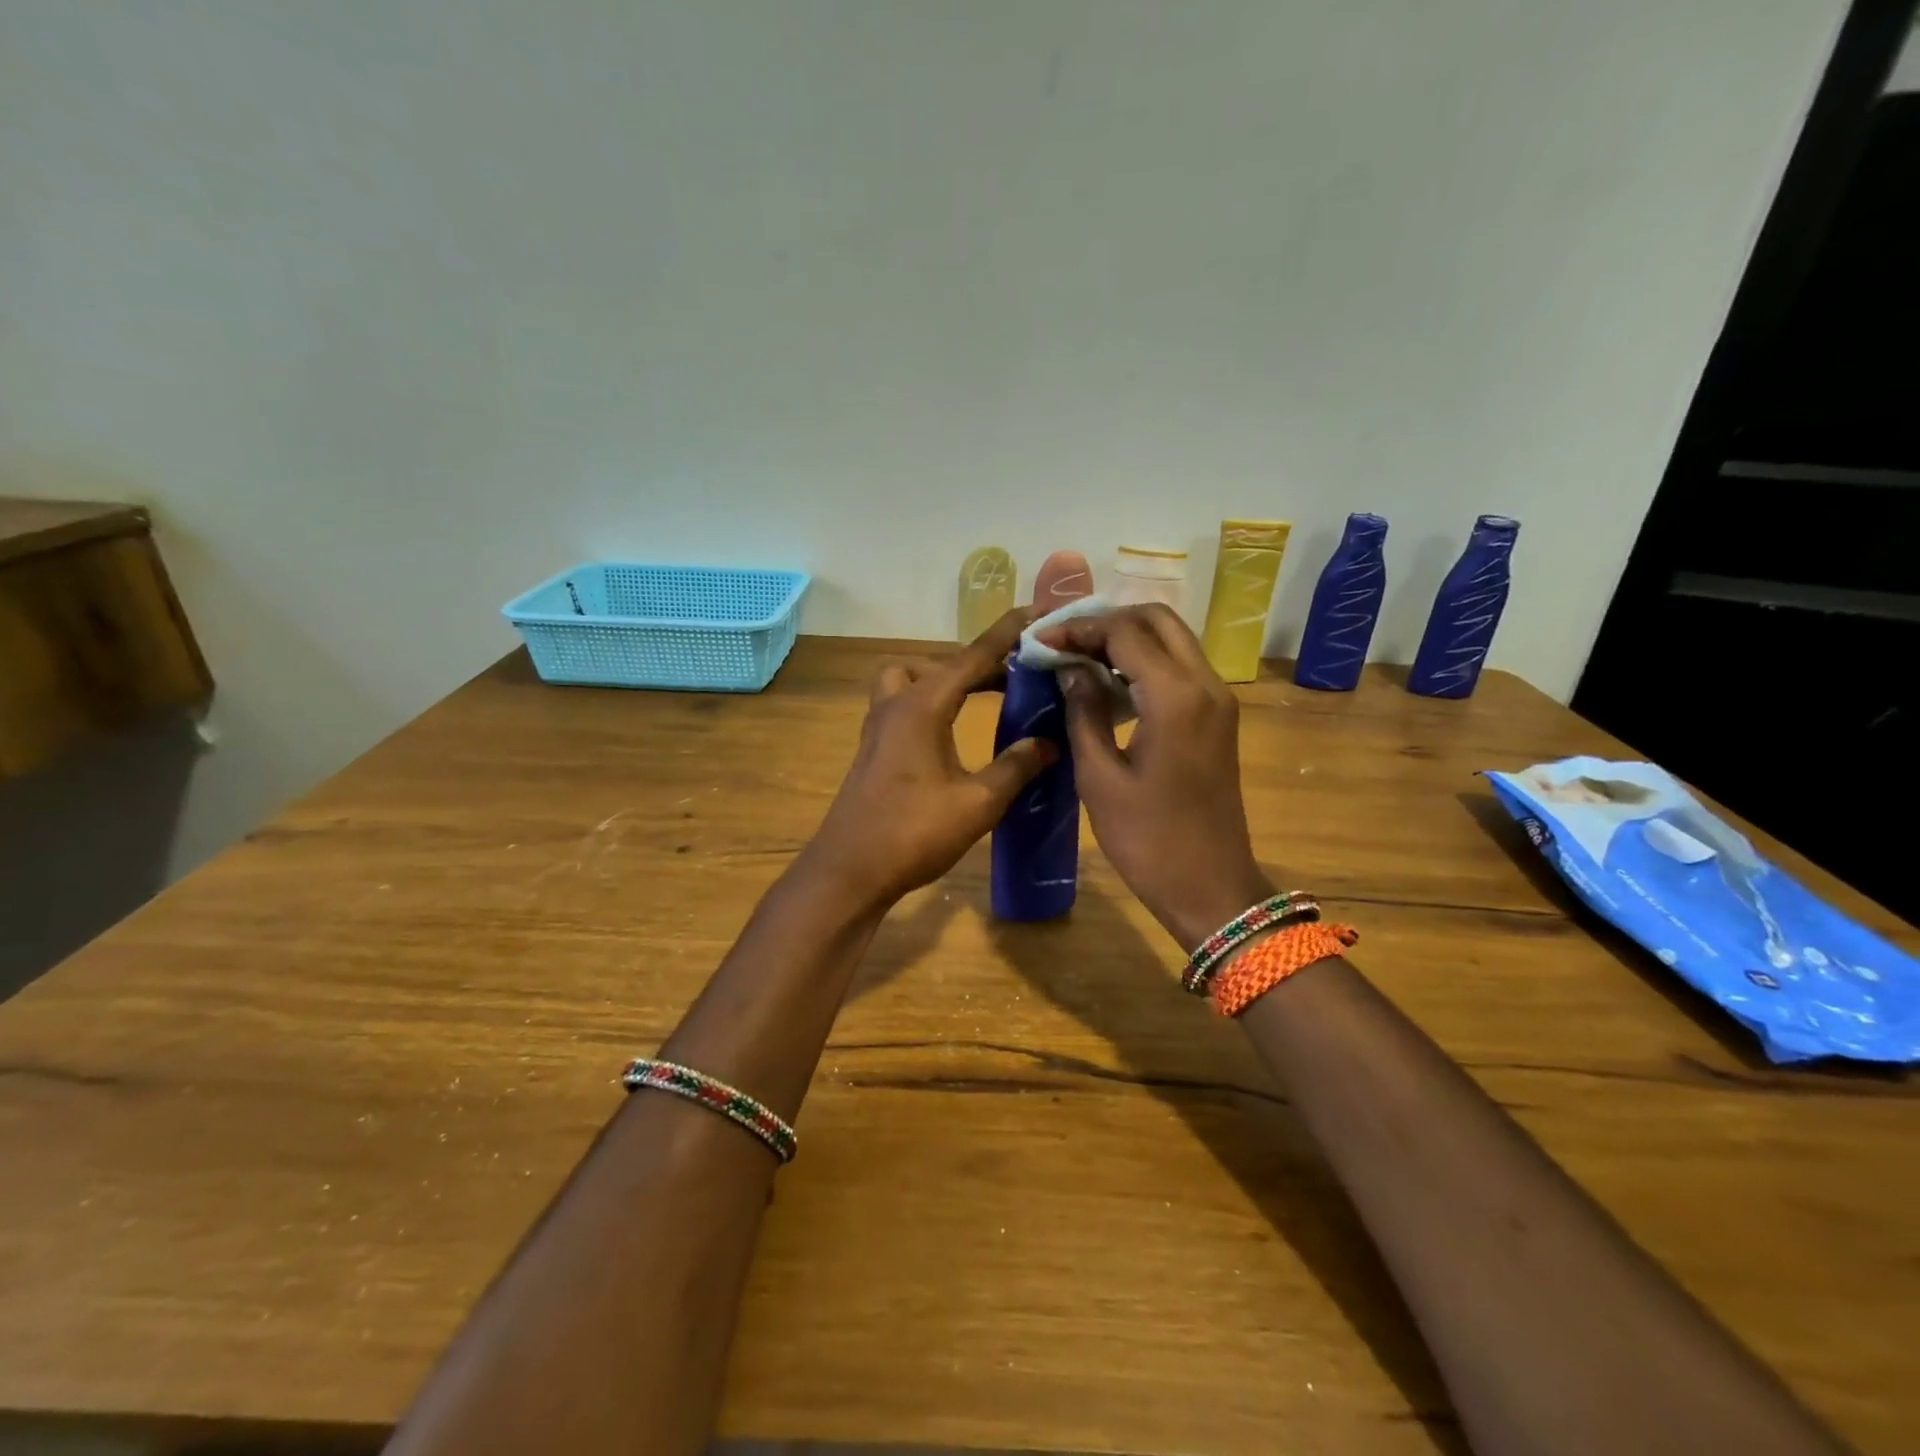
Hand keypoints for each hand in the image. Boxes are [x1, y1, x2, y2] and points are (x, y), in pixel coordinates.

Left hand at [799, 610, 1056, 912]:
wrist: (849, 871)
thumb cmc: (913, 833)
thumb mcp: (978, 803)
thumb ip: (1016, 767)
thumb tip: (1049, 743)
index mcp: (923, 706)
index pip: (972, 657)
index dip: (1007, 635)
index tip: (1036, 613)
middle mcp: (896, 704)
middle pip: (943, 665)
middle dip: (982, 663)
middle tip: (1021, 676)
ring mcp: (879, 725)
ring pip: (912, 679)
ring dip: (946, 679)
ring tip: (983, 698)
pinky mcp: (873, 747)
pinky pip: (904, 703)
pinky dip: (931, 701)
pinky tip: (953, 731)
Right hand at [1041, 604, 1273, 950]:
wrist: (1211, 887)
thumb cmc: (1149, 840)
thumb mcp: (1100, 779)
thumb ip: (1084, 713)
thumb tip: (1071, 670)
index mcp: (1175, 698)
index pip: (1125, 633)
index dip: (1079, 629)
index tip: (1041, 640)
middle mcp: (1205, 685)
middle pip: (1157, 619)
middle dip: (1107, 620)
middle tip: (1064, 641)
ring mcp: (1218, 700)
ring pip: (1173, 639)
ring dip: (1127, 637)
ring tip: (1079, 656)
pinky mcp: (1218, 717)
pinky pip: (1181, 667)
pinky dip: (1146, 660)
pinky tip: (1110, 683)